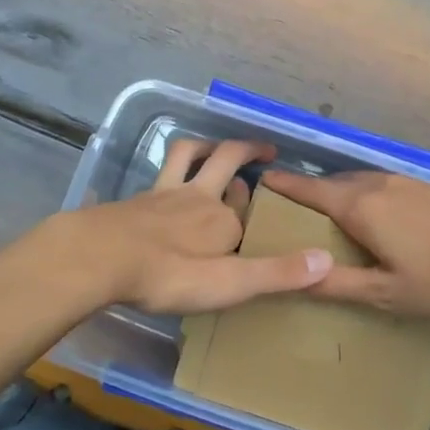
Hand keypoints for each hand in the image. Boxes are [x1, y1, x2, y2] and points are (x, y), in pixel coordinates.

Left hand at [68, 139, 332, 313]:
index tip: (271, 206)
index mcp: (224, 221)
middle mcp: (199, 198)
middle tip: (264, 151)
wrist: (101, 257)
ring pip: (189, 156)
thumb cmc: (168, 275)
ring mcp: (165, 194)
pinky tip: (164, 180)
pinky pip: (160, 172)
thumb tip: (328, 261)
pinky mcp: (138, 198)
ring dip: (206, 146)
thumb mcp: (229, 283)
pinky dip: (171, 166)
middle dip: (247, 152)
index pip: (248, 209)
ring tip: (215, 147)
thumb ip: (276, 273)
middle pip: (226, 161)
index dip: (260, 205)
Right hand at [258, 168, 429, 320]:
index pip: (308, 189)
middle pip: (329, 184)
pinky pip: (376, 185)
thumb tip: (293, 279)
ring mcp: (402, 182)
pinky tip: (369, 217)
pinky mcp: (423, 187)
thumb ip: (338, 286)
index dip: (282, 185)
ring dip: (335, 194)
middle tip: (287, 214)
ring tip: (324, 217)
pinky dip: (359, 196)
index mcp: (358, 206)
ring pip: (355, 183)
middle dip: (306, 194)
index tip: (259, 182)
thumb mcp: (385, 293)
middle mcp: (375, 184)